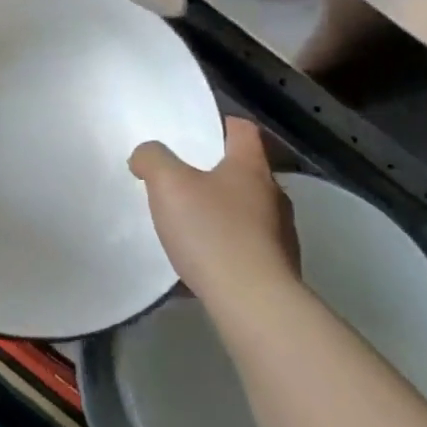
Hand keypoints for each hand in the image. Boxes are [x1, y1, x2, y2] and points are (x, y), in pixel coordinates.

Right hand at [129, 117, 301, 300]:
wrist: (252, 302)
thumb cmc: (212, 232)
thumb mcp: (168, 185)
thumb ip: (152, 160)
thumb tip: (145, 155)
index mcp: (250, 167)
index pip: (244, 130)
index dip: (222, 125)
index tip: (199, 131)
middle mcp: (273, 195)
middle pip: (246, 171)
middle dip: (216, 173)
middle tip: (183, 180)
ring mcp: (280, 234)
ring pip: (248, 211)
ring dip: (223, 213)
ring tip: (191, 226)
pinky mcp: (278, 268)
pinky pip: (248, 248)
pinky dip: (227, 248)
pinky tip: (203, 263)